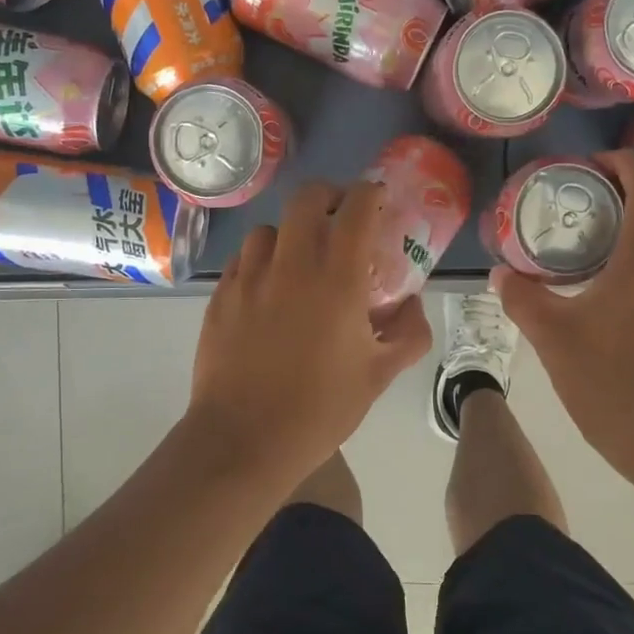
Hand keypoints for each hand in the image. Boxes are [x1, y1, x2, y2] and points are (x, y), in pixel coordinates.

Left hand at [190, 179, 432, 478]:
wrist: (243, 440)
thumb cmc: (319, 409)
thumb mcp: (379, 376)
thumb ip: (408, 333)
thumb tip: (413, 304)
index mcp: (336, 279)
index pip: (355, 208)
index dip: (369, 193)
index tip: (377, 200)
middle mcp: (291, 264)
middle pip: (306, 198)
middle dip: (328, 197)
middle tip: (339, 219)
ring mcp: (249, 277)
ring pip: (268, 229)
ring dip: (290, 234)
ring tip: (298, 261)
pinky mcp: (220, 296)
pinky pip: (242, 259)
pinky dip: (260, 261)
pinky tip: (267, 290)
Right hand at [492, 149, 633, 477]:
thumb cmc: (616, 382)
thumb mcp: (554, 339)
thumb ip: (523, 300)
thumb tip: (501, 275)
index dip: (620, 164)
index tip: (586, 165)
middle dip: (624, 192)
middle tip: (580, 199)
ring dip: (630, 228)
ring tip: (585, 241)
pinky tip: (602, 290)